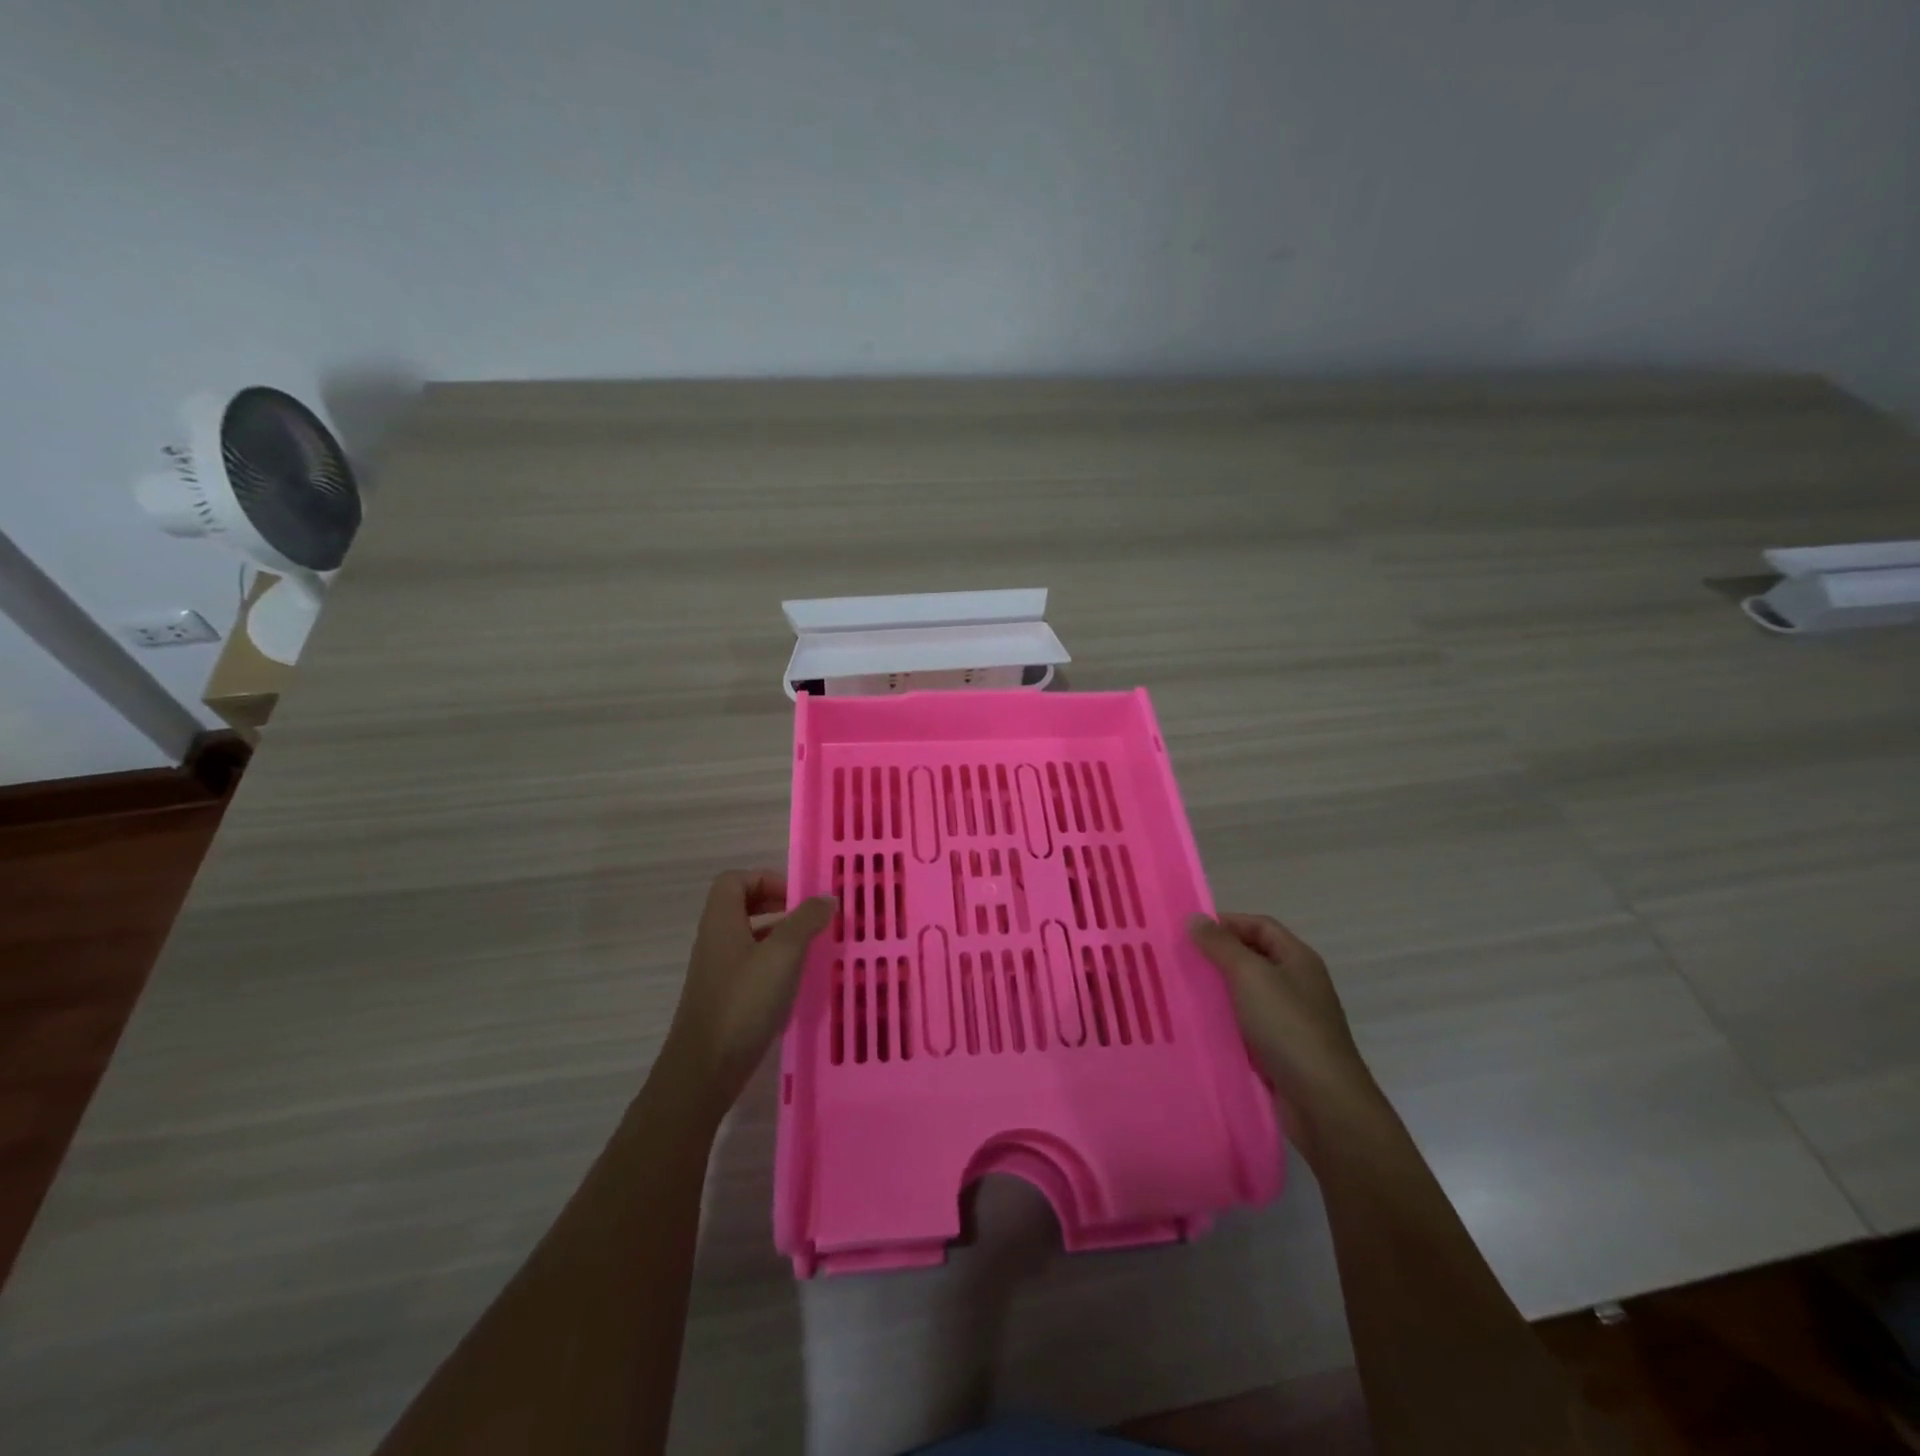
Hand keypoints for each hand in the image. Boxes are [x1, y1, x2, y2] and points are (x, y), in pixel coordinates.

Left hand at [661, 871, 834, 1112]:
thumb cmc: (743, 1002)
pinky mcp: (724, 999)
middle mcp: (714, 941)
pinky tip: (795, 983)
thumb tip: (826, 899)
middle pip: (741, 906)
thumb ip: (806, 921)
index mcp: (721, 922)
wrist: (704, 1070)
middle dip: (776, 905)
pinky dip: (773, 964)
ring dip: (778, 935)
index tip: (797, 897)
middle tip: (807, 919)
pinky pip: (749, 966)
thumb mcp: (782, 955)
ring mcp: (717, 971)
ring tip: (810, 948)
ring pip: (748, 937)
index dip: (766, 879)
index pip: (735, 880)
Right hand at [1189, 912, 1381, 1154]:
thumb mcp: (1250, 976)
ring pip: (1246, 994)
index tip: (1189, 931)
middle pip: (1253, 958)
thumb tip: (1195, 918)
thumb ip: (1221, 945)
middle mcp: (1297, 985)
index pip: (1260, 926)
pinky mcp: (1279, 1051)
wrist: (1323, 1103)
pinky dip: (1224, 1022)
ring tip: (1180, 990)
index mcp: (1298, 959)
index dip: (1226, 923)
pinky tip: (1198, 1026)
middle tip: (1178, 959)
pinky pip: (1246, 1026)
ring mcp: (1290, 1020)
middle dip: (1217, 956)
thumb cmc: (1288, 1027)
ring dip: (1217, 991)